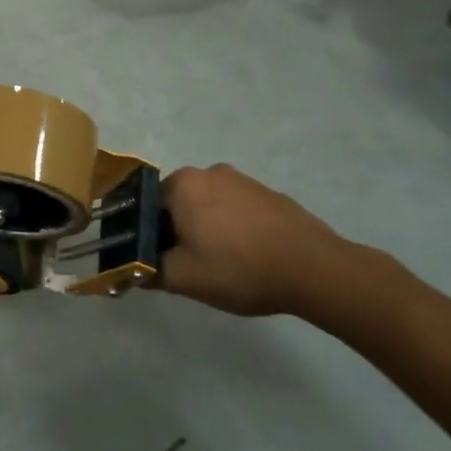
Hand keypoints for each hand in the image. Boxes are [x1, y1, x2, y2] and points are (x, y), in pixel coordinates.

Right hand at [156, 164, 356, 316]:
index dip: (149, 234)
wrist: (317, 271)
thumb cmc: (240, 268)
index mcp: (183, 184)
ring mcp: (245, 181)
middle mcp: (210, 172)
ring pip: (210, 205)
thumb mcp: (183, 278)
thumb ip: (148, 271)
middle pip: (179, 203)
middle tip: (190, 264)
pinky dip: (236, 228)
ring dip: (208, 228)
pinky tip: (249, 256)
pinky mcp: (272, 195)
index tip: (160, 259)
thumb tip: (132, 269)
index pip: (147, 205)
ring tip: (224, 263)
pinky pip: (239, 210)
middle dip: (179, 230)